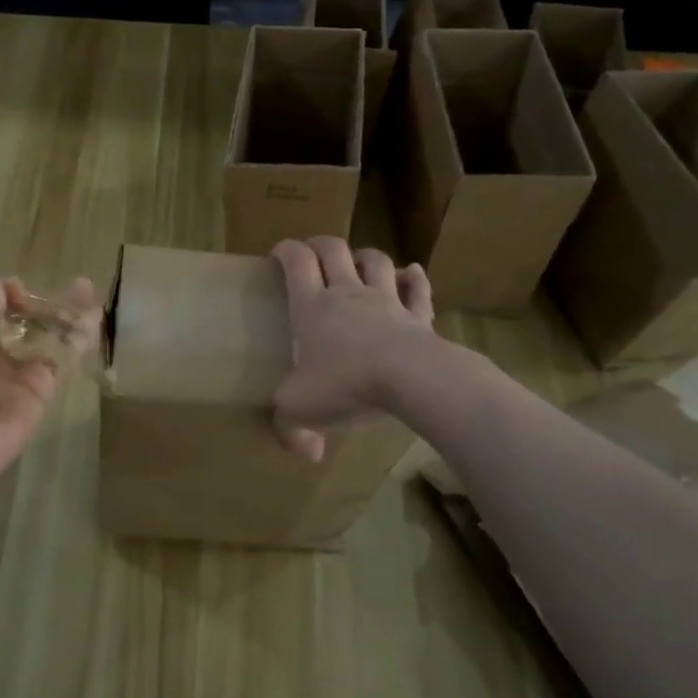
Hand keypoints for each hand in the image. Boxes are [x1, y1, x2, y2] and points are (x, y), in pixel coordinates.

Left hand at [0, 276, 97, 491]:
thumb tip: (9, 285)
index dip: (8, 294)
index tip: (20, 290)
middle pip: (24, 320)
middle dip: (44, 302)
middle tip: (73, 283)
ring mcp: (18, 372)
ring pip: (47, 336)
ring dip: (67, 313)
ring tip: (87, 289)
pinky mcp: (42, 391)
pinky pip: (61, 360)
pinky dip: (77, 339)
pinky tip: (92, 317)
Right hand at [271, 238, 433, 462]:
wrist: (411, 380)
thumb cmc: (346, 385)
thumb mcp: (301, 411)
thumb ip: (291, 430)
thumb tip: (305, 453)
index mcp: (312, 306)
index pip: (296, 261)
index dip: (285, 250)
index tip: (278, 254)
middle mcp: (348, 294)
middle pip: (334, 250)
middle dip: (320, 244)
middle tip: (313, 252)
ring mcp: (387, 301)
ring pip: (376, 261)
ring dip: (364, 256)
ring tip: (358, 262)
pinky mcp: (419, 317)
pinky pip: (418, 289)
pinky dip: (414, 278)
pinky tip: (412, 273)